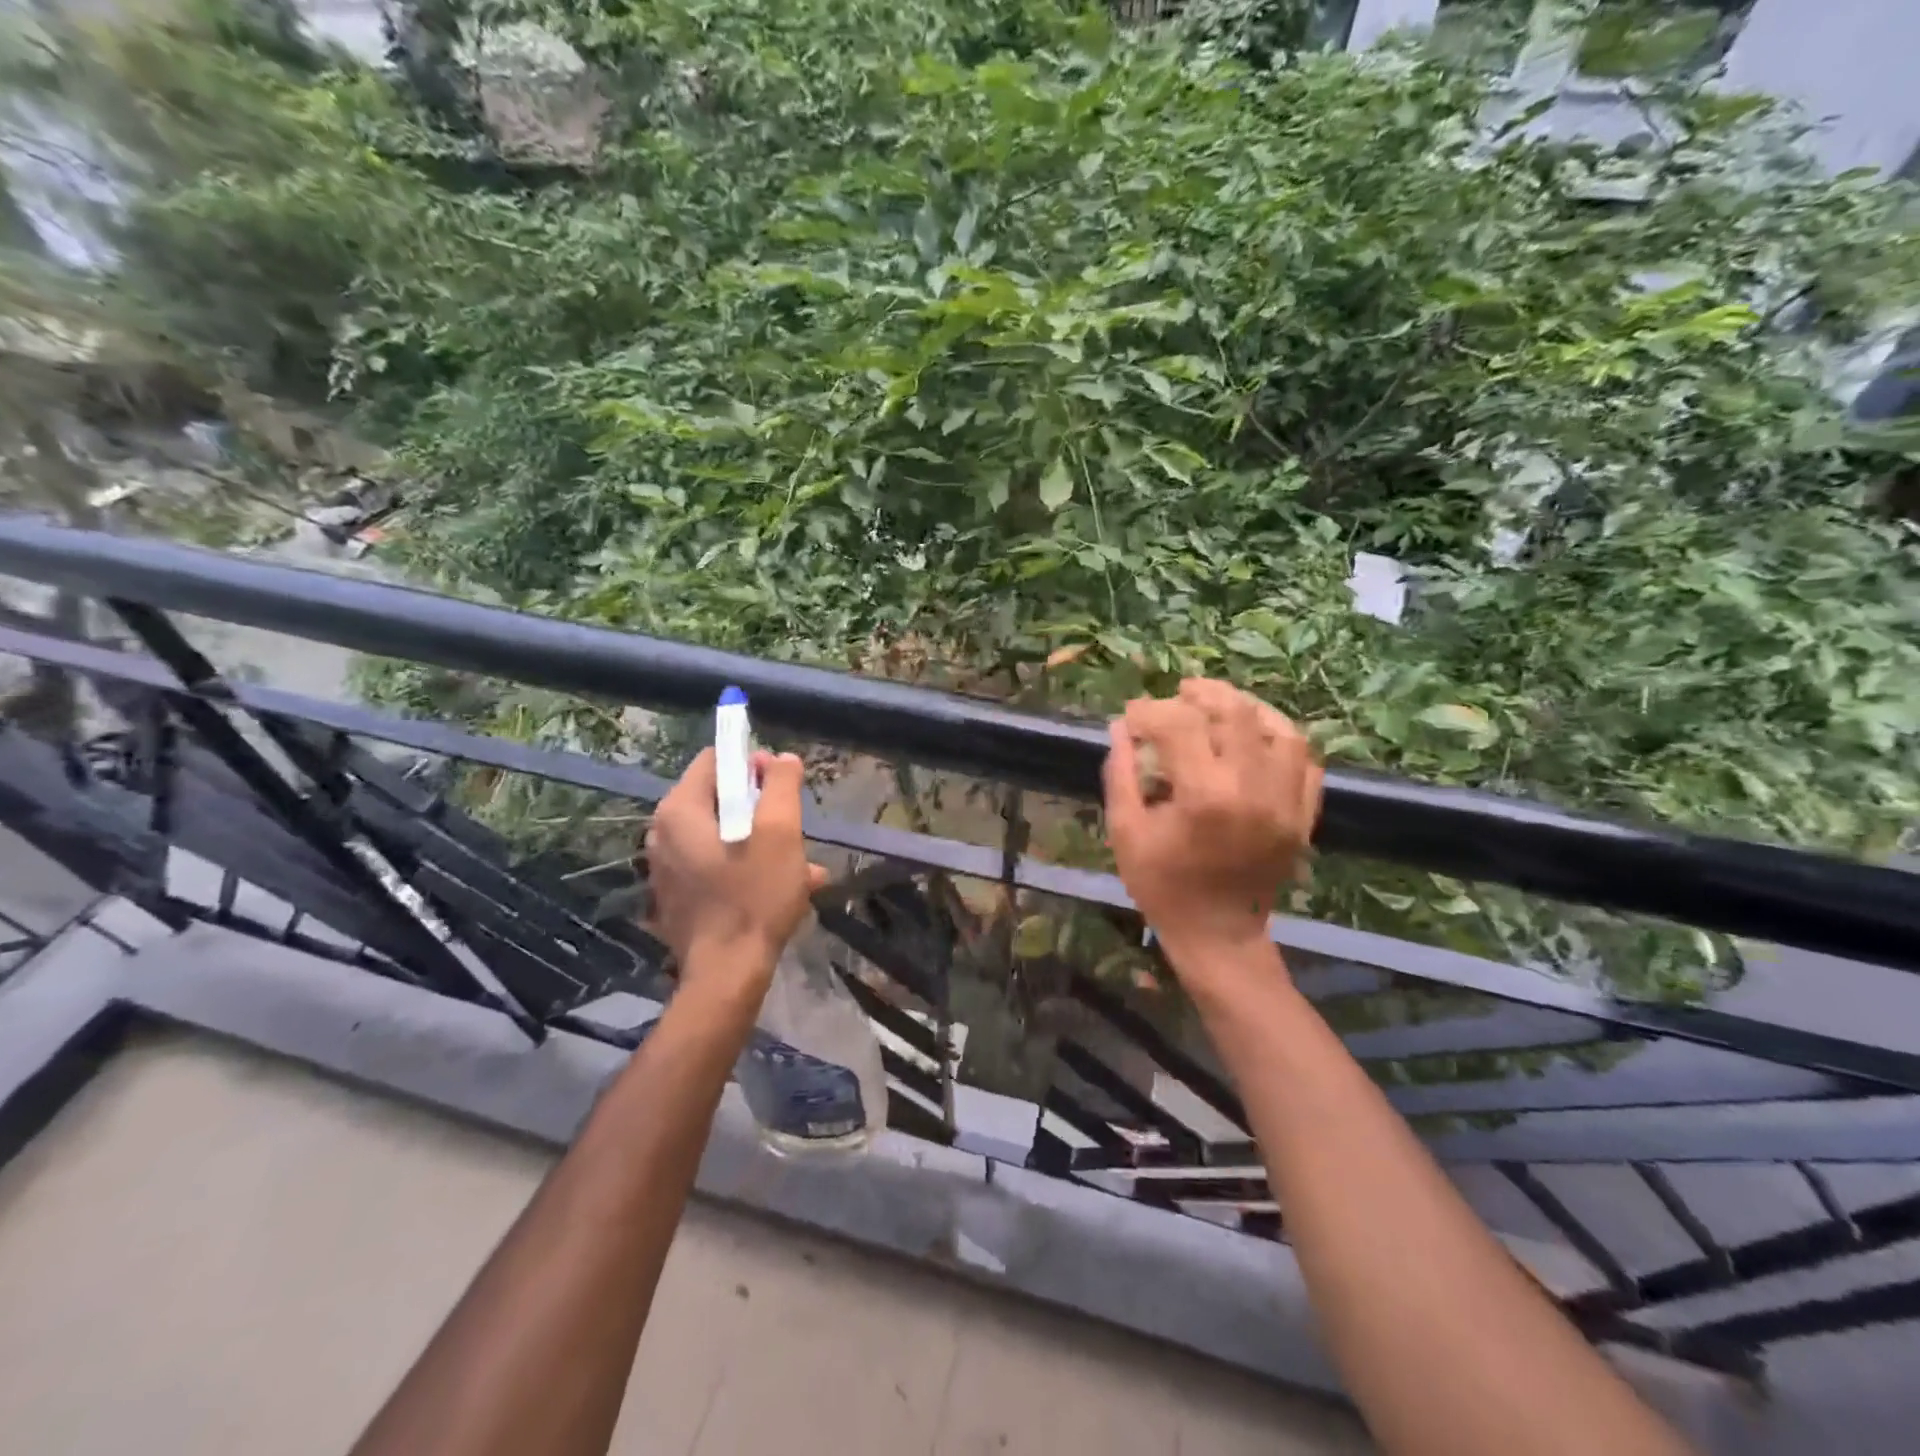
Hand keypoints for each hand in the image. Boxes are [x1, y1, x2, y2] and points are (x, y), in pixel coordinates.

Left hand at [643, 748, 826, 992]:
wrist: (727, 975)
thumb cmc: (754, 896)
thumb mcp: (780, 832)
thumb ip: (781, 786)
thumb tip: (781, 759)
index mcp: (680, 811)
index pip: (715, 760)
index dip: (752, 766)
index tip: (781, 788)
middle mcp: (663, 834)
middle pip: (719, 799)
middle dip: (761, 809)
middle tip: (793, 830)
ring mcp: (667, 868)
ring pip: (723, 835)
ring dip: (762, 842)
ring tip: (801, 865)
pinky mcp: (677, 897)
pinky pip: (716, 865)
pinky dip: (747, 868)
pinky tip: (785, 889)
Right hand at [1103, 679, 1322, 966]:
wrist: (1218, 936)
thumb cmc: (1163, 887)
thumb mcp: (1126, 832)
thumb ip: (1121, 774)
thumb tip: (1120, 729)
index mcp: (1204, 796)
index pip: (1180, 724)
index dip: (1150, 711)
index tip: (1132, 717)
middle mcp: (1253, 790)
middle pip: (1237, 713)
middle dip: (1203, 694)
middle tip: (1179, 694)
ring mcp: (1287, 803)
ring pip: (1281, 730)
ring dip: (1248, 710)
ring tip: (1221, 708)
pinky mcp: (1303, 816)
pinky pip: (1305, 762)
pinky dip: (1280, 741)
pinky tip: (1255, 741)